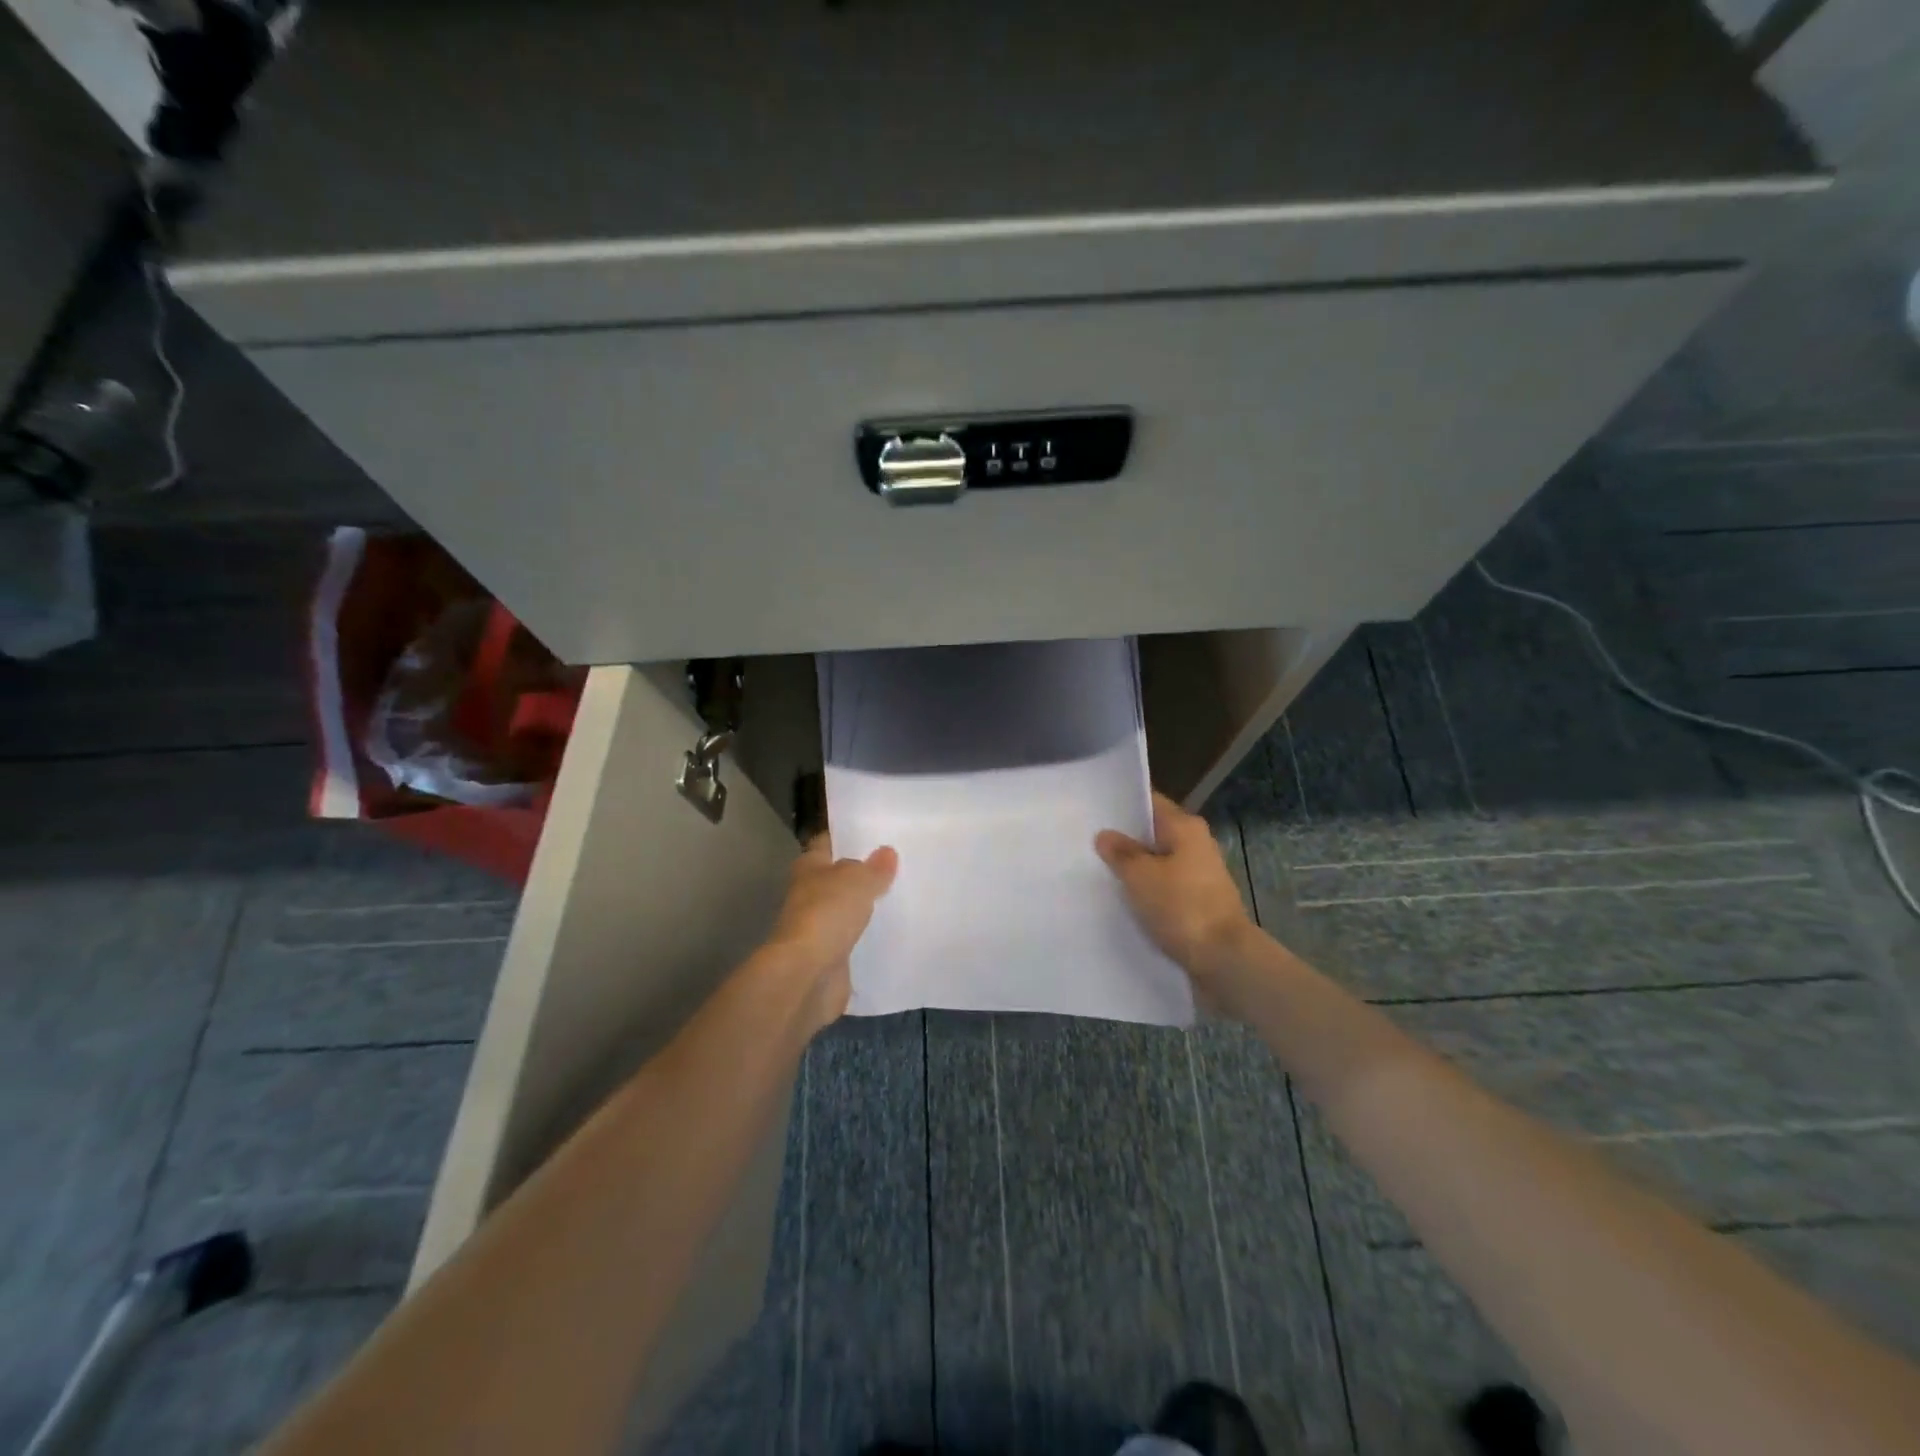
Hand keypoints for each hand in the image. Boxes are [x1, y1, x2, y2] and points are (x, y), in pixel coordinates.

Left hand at [762, 836, 897, 1029]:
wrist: (808, 974)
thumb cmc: (827, 914)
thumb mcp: (858, 880)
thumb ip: (874, 867)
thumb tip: (886, 852)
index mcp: (809, 867)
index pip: (827, 843)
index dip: (846, 836)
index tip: (874, 833)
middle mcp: (809, 894)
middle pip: (838, 877)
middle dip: (862, 873)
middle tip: (898, 865)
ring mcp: (818, 926)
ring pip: (846, 909)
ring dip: (865, 906)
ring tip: (901, 896)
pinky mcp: (829, 956)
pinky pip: (853, 939)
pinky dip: (867, 936)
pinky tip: (892, 931)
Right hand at [1096, 793, 1256, 990]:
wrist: (1224, 959)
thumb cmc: (1181, 907)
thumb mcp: (1141, 876)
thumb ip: (1120, 853)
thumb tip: (1105, 835)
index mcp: (1185, 827)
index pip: (1149, 802)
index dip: (1121, 804)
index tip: (1093, 810)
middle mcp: (1196, 843)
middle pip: (1153, 832)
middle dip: (1124, 838)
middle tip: (1087, 842)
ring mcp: (1199, 873)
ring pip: (1158, 861)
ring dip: (1134, 867)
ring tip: (1098, 871)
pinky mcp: (1198, 900)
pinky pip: (1165, 885)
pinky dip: (1146, 889)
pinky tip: (1122, 898)